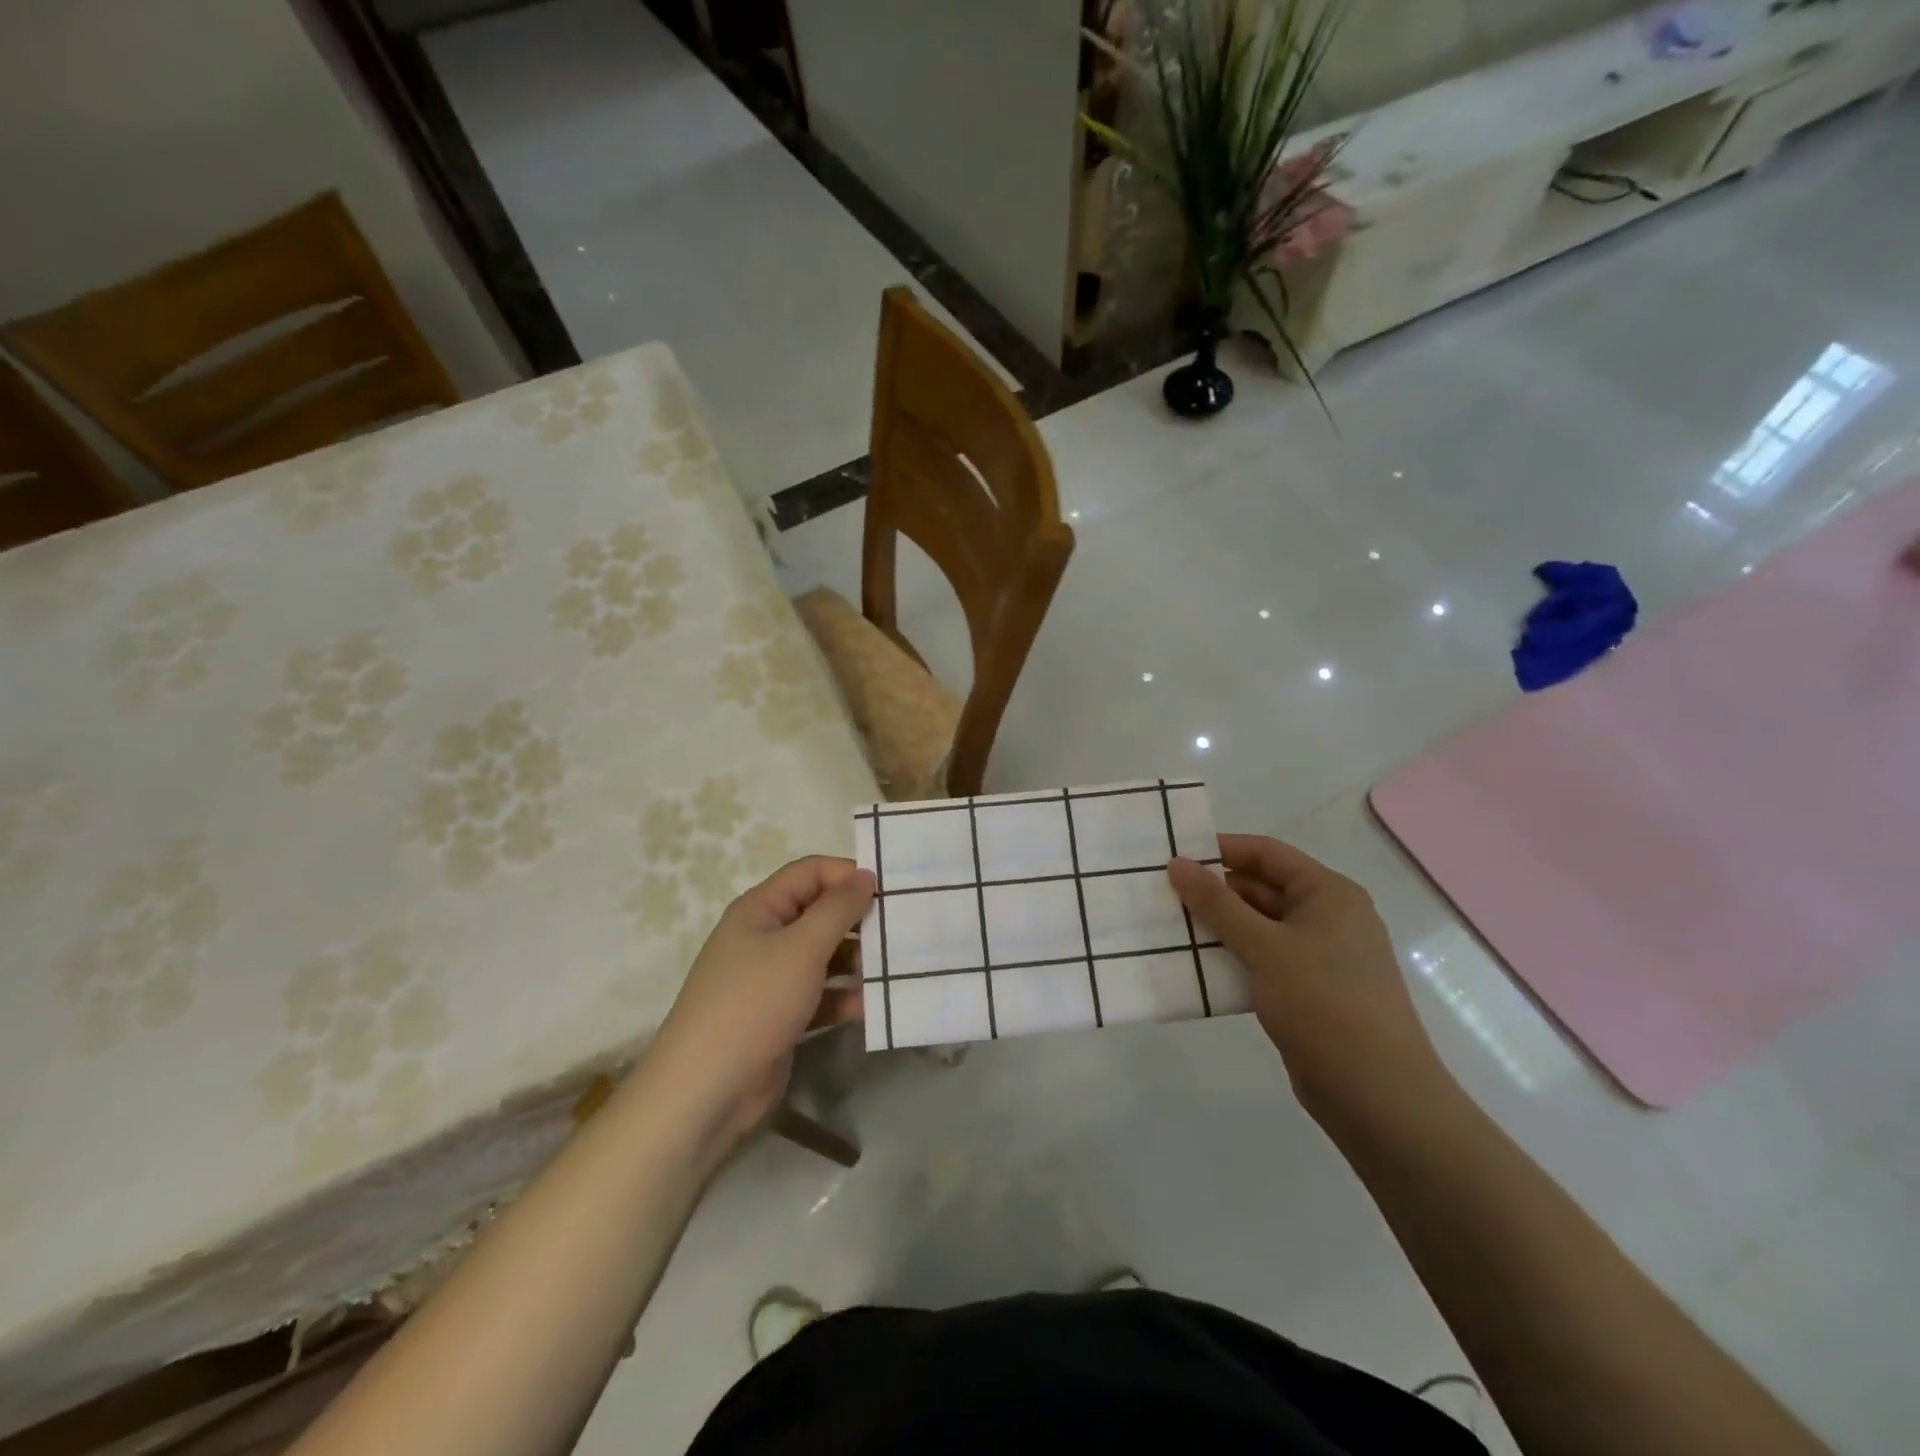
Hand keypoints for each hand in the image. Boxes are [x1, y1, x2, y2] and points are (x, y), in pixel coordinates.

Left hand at [649, 857, 873, 1149]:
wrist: (706, 1092)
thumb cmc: (753, 1003)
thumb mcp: (801, 948)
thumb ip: (838, 909)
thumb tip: (865, 875)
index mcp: (761, 909)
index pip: (811, 873)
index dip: (848, 875)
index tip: (891, 890)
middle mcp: (765, 937)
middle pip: (820, 913)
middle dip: (859, 920)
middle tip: (903, 929)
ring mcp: (772, 979)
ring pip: (824, 956)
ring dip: (858, 961)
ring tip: (895, 969)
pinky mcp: (782, 1016)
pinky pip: (821, 995)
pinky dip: (845, 998)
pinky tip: (874, 1006)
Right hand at [1168, 834, 1448, 1119]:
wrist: (1377, 1096)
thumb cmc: (1323, 1004)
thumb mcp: (1264, 947)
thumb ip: (1217, 904)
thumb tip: (1177, 863)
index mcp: (1328, 894)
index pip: (1267, 854)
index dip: (1221, 849)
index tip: (1175, 857)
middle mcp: (1328, 917)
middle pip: (1262, 888)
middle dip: (1214, 892)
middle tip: (1164, 896)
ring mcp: (1321, 956)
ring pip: (1260, 927)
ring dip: (1220, 928)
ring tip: (1171, 929)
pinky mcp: (1310, 991)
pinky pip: (1264, 959)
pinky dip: (1233, 958)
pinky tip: (1199, 967)